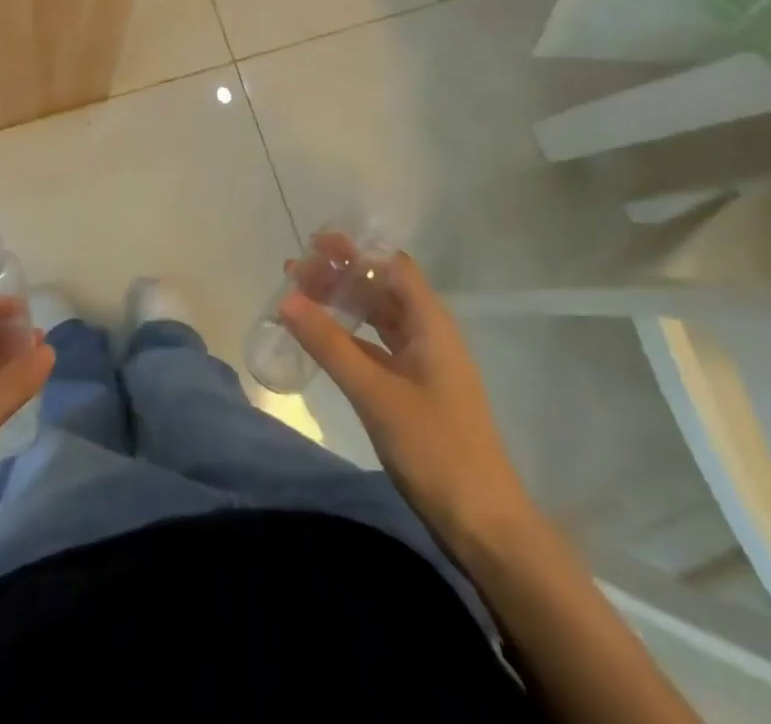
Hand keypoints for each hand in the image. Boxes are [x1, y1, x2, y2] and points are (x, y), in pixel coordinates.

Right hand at [278, 246, 533, 542]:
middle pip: (383, 289)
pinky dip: (350, 337)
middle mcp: (430, 335)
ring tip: (301, 297)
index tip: (315, 245)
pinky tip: (324, 341)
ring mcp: (424, 365)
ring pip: (379, 319)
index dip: (356, 251)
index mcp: (431, 324)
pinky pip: (378, 348)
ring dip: (343, 304)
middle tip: (296, 270)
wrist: (484, 526)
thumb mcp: (375, 393)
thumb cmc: (435, 449)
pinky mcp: (416, 392)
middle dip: (341, 275)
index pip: (393, 266)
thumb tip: (286, 297)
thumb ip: (330, 344)